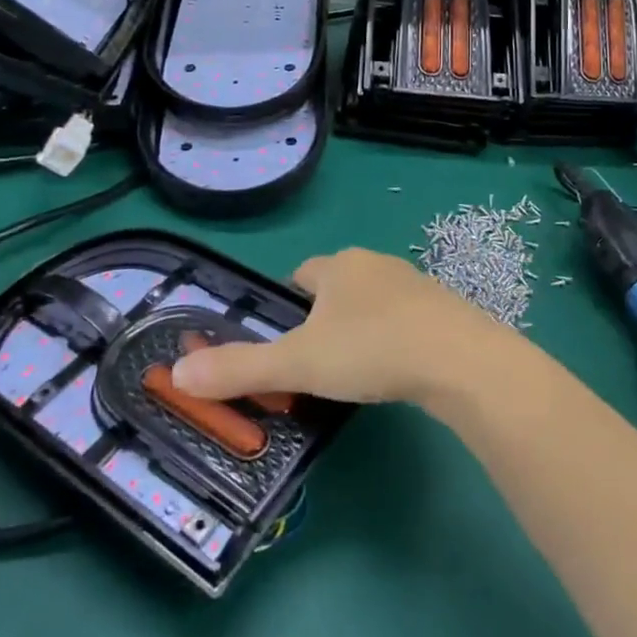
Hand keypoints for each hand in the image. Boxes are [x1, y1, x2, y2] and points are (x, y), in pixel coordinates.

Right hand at [171, 248, 514, 408]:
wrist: (457, 358)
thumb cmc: (370, 350)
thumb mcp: (298, 363)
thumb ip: (239, 368)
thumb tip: (179, 373)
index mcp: (338, 266)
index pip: (302, 273)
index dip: (288, 302)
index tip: (285, 337)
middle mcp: (376, 264)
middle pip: (338, 285)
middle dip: (323, 316)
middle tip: (314, 361)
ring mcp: (414, 283)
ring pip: (373, 301)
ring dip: (360, 326)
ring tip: (354, 369)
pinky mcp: (442, 307)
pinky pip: (405, 318)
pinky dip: (393, 337)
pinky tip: (394, 368)